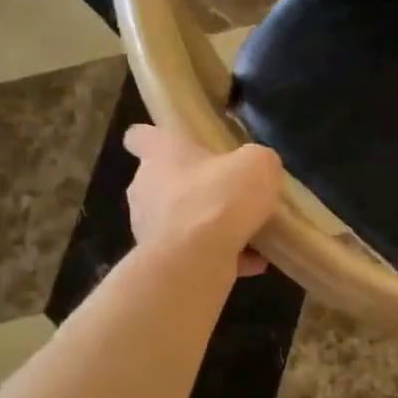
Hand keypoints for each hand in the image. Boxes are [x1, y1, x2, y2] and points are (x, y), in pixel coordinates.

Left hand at [124, 125, 282, 275]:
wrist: (196, 260)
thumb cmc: (220, 198)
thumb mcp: (258, 164)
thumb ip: (257, 161)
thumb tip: (256, 169)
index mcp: (161, 154)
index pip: (139, 136)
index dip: (157, 138)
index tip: (178, 143)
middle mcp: (146, 188)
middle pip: (162, 181)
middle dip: (192, 187)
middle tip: (227, 192)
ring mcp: (149, 228)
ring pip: (179, 221)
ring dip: (206, 225)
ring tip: (245, 232)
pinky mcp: (162, 261)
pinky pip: (194, 253)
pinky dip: (221, 256)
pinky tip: (253, 261)